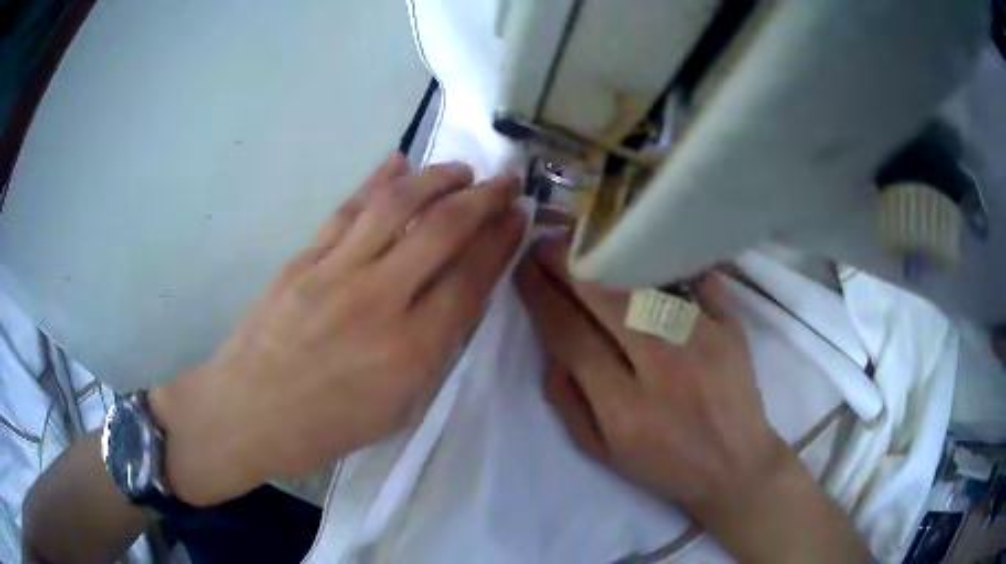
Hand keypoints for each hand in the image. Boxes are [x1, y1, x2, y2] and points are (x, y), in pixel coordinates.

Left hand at [150, 154, 524, 505]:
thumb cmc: (326, 427)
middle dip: (483, 198)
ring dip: (436, 179)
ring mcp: (335, 272)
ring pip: (396, 206)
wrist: (248, 413)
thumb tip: (460, 299)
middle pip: (442, 231)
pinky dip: (376, 181)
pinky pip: (347, 210)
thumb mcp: (397, 410)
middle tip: (506, 179)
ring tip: (461, 169)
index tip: (519, 215)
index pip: (470, 279)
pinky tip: (398, 162)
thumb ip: (434, 353)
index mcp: (410, 350)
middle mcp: (379, 300)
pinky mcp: (303, 258)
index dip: (500, 241)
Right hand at [515, 237, 785, 515]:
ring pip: (649, 283)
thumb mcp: (602, 451)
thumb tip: (551, 347)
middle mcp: (665, 369)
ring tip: (586, 242)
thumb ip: (568, 401)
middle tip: (546, 242)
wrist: (735, 464)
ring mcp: (705, 342)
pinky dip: (667, 262)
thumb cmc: (664, 464)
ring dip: (610, 256)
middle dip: (568, 265)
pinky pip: (696, 279)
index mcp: (626, 409)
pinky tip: (644, 248)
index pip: (572, 338)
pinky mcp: (732, 327)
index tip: (524, 270)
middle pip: (608, 301)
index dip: (542, 298)